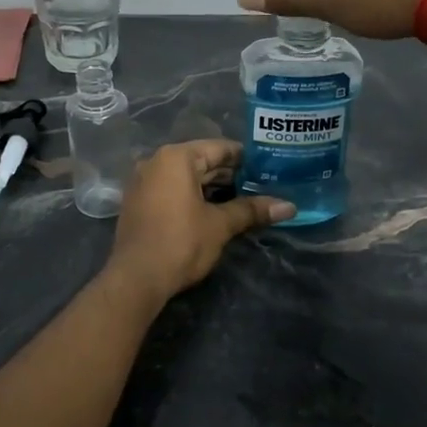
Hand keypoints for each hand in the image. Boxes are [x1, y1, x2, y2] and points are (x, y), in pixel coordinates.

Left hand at [104, 140, 294, 303]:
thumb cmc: (181, 242)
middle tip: (262, 186)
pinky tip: (215, 211)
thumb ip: (252, 210)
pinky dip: (193, 196)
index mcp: (176, 157)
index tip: (269, 168)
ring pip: (187, 177)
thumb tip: (290, 207)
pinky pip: (172, 190)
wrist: (136, 279)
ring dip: (213, 188)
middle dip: (231, 175)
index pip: (219, 148)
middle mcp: (156, 162)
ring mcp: (144, 182)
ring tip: (245, 200)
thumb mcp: (220, 225)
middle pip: (202, 161)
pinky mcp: (139, 202)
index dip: (246, 159)